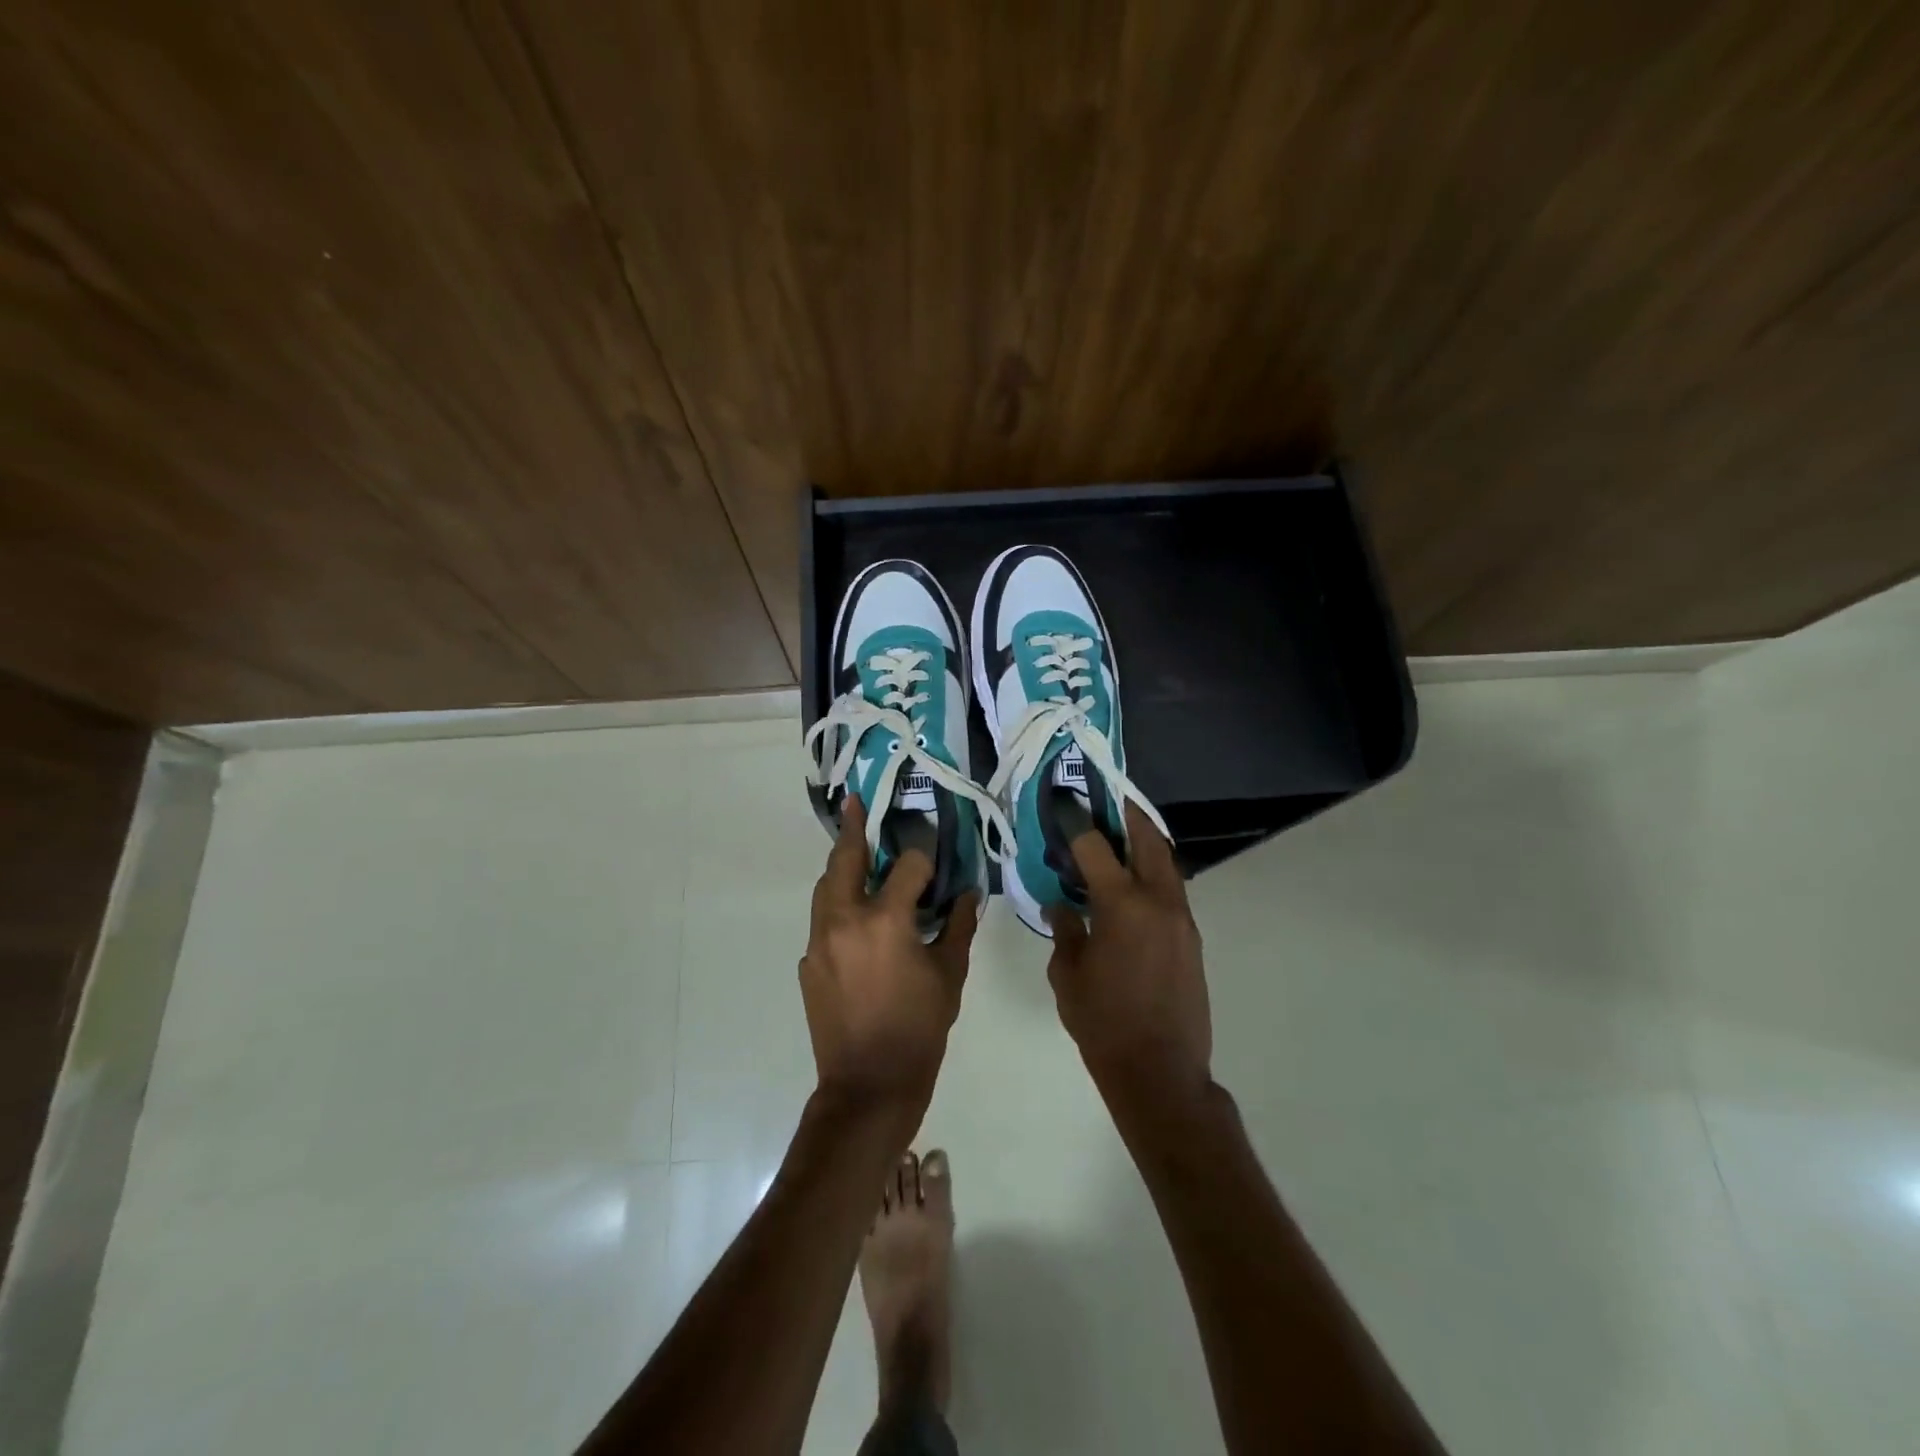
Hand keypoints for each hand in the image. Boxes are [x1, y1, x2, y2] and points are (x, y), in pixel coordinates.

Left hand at [800, 799, 978, 1121]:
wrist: (868, 1085)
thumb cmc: (919, 1029)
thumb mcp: (950, 976)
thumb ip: (958, 926)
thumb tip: (968, 894)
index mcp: (885, 920)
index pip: (907, 867)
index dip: (924, 860)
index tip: (934, 863)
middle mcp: (845, 920)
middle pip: (846, 860)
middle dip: (854, 830)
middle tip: (856, 803)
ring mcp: (819, 941)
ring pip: (826, 887)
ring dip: (841, 866)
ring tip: (854, 849)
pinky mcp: (808, 962)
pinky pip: (822, 920)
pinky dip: (837, 906)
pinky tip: (855, 917)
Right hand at [1045, 804, 1210, 1108]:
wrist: (1160, 1071)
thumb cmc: (1103, 1022)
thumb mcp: (1068, 974)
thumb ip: (1065, 930)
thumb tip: (1062, 906)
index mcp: (1122, 905)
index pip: (1096, 846)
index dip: (1076, 823)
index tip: (1063, 806)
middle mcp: (1158, 901)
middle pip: (1148, 840)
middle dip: (1127, 816)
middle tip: (1106, 803)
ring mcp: (1181, 919)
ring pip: (1166, 864)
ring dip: (1144, 844)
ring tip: (1119, 839)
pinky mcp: (1192, 939)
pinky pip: (1172, 891)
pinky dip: (1153, 875)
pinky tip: (1131, 889)